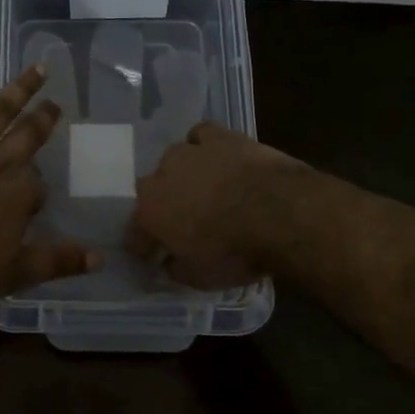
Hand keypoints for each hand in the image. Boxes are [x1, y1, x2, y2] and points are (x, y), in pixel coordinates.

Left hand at [0, 35, 102, 312]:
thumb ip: (57, 261)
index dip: (33, 195)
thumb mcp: (12, 275)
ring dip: (19, 88)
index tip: (29, 203)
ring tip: (37, 69)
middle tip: (54, 105)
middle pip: (26, 137)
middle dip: (43, 121)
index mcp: (17, 195)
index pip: (36, 187)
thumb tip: (101, 256)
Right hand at [127, 123, 309, 289]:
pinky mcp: (220, 137)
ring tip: (203, 188)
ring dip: (183, 174)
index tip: (152, 256)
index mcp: (150, 211)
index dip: (144, 244)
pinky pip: (201, 135)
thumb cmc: (234, 251)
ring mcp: (190, 152)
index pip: (135, 231)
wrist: (278, 212)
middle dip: (164, 206)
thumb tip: (170, 262)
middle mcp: (161, 176)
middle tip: (183, 223)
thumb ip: (177, 268)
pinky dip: (203, 145)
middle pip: (153, 190)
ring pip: (175, 159)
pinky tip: (215, 157)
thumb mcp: (200, 277)